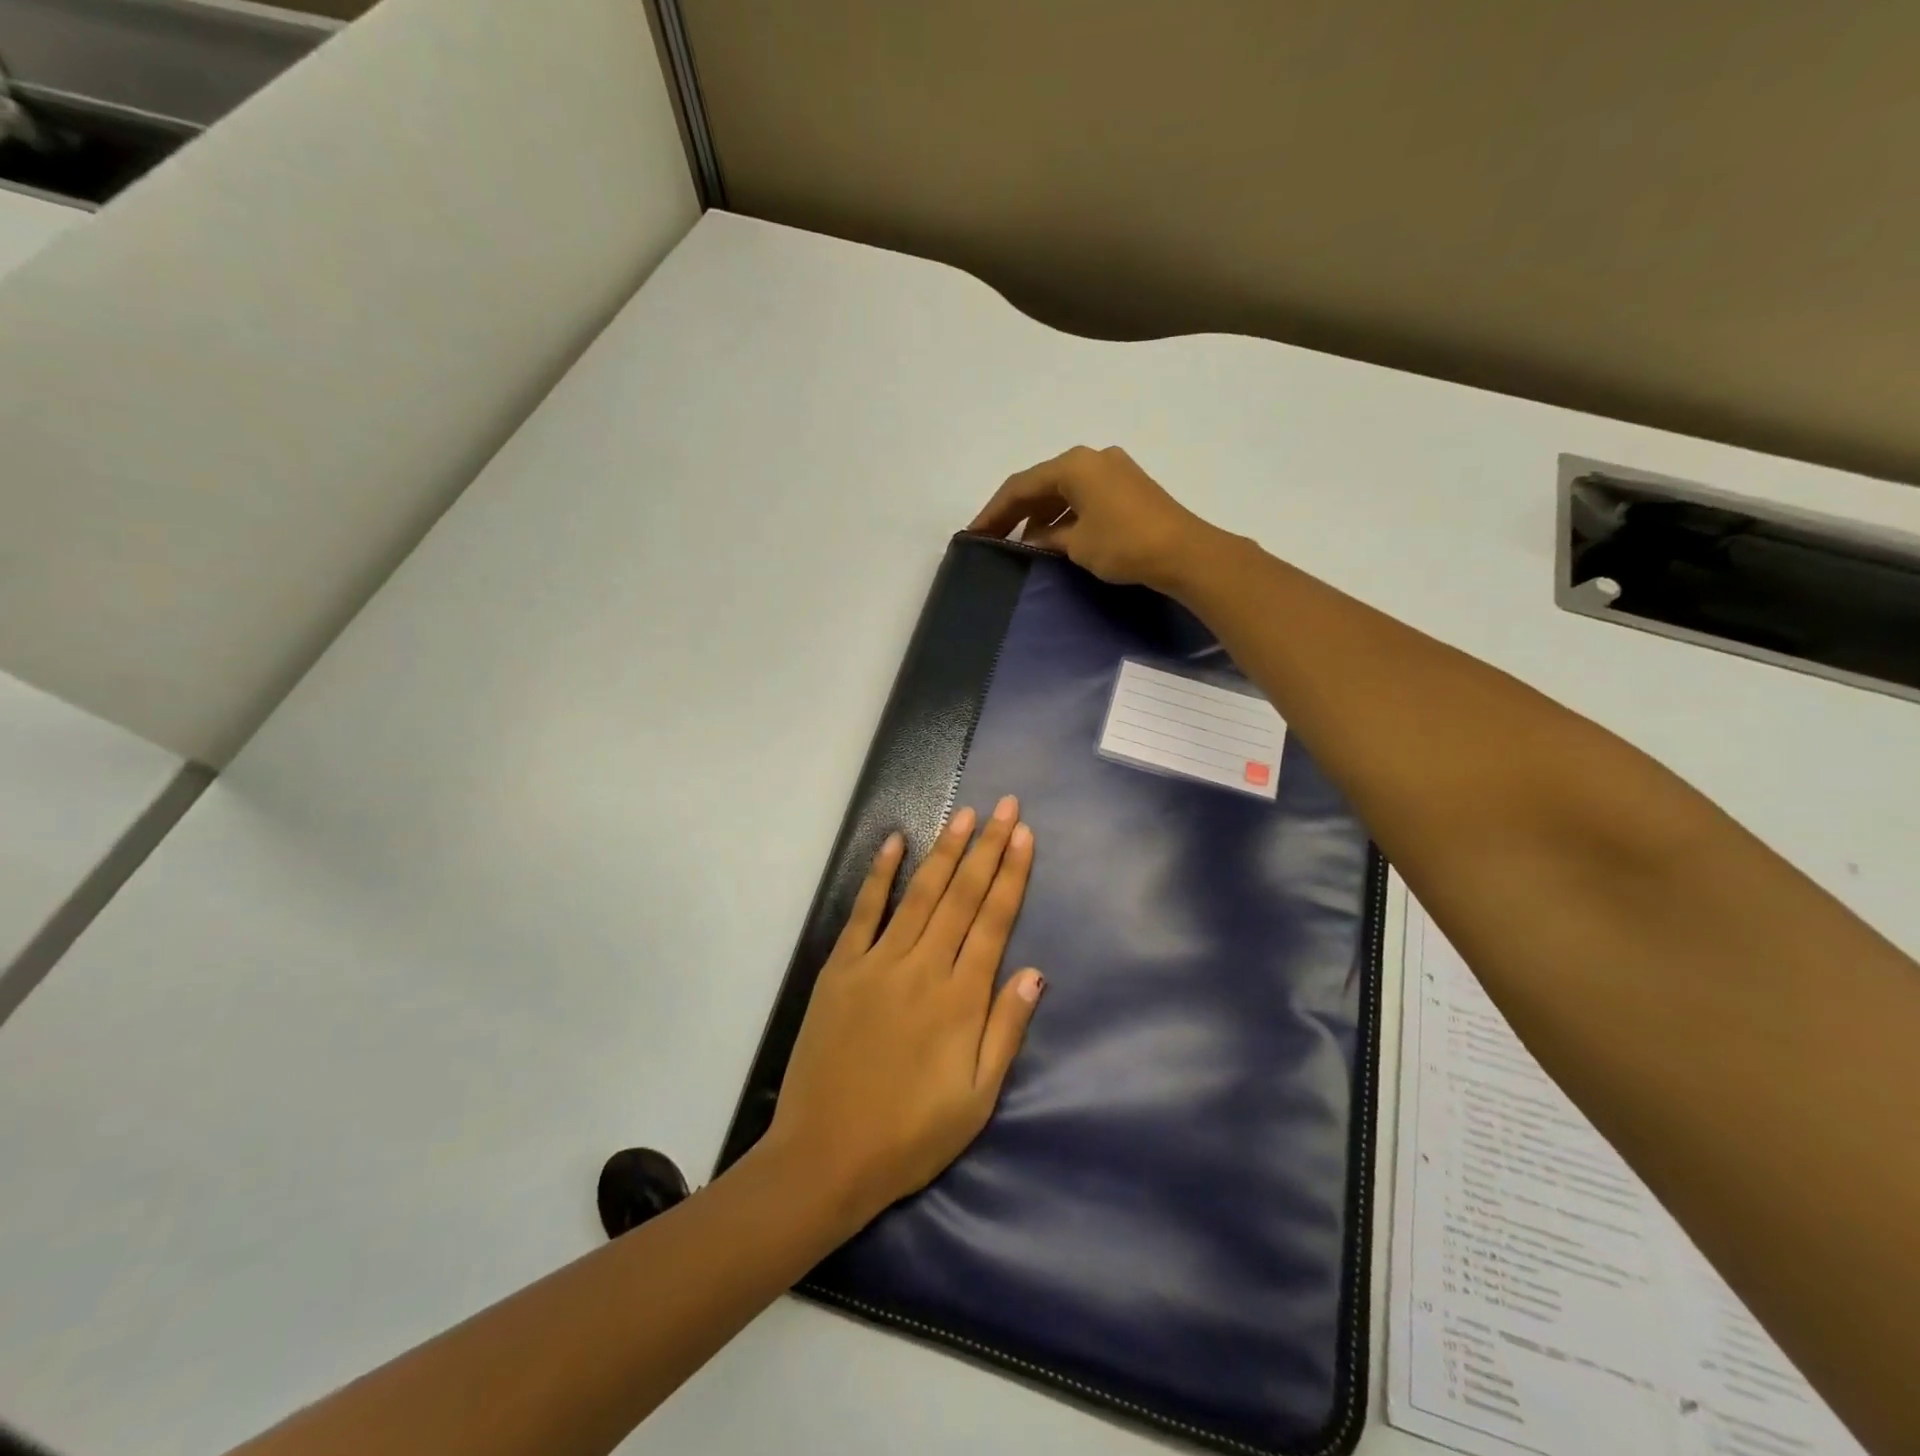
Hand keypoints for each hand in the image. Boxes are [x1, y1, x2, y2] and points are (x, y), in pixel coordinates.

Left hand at [766, 796, 1043, 1227]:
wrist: (826, 1158)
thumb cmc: (911, 1136)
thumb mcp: (977, 1100)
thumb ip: (1006, 1030)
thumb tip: (1035, 972)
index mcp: (961, 1000)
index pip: (994, 922)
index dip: (1011, 875)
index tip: (1023, 835)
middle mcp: (923, 968)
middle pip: (962, 896)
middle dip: (987, 847)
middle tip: (1004, 805)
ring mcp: (878, 963)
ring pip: (920, 894)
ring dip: (945, 851)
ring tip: (964, 815)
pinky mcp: (840, 969)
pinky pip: (864, 912)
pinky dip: (880, 875)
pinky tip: (894, 843)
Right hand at [970, 445, 1224, 591]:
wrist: (1185, 552)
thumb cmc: (1124, 544)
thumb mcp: (1076, 544)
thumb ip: (1047, 539)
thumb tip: (1032, 541)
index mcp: (1074, 464)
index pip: (1021, 486)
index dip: (994, 511)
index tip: (973, 533)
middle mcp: (1092, 459)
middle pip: (1042, 484)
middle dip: (1015, 513)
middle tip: (992, 538)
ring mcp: (1113, 471)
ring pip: (1063, 492)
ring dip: (1040, 517)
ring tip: (1020, 546)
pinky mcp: (1128, 488)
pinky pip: (1084, 498)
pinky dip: (1064, 517)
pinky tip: (1054, 541)